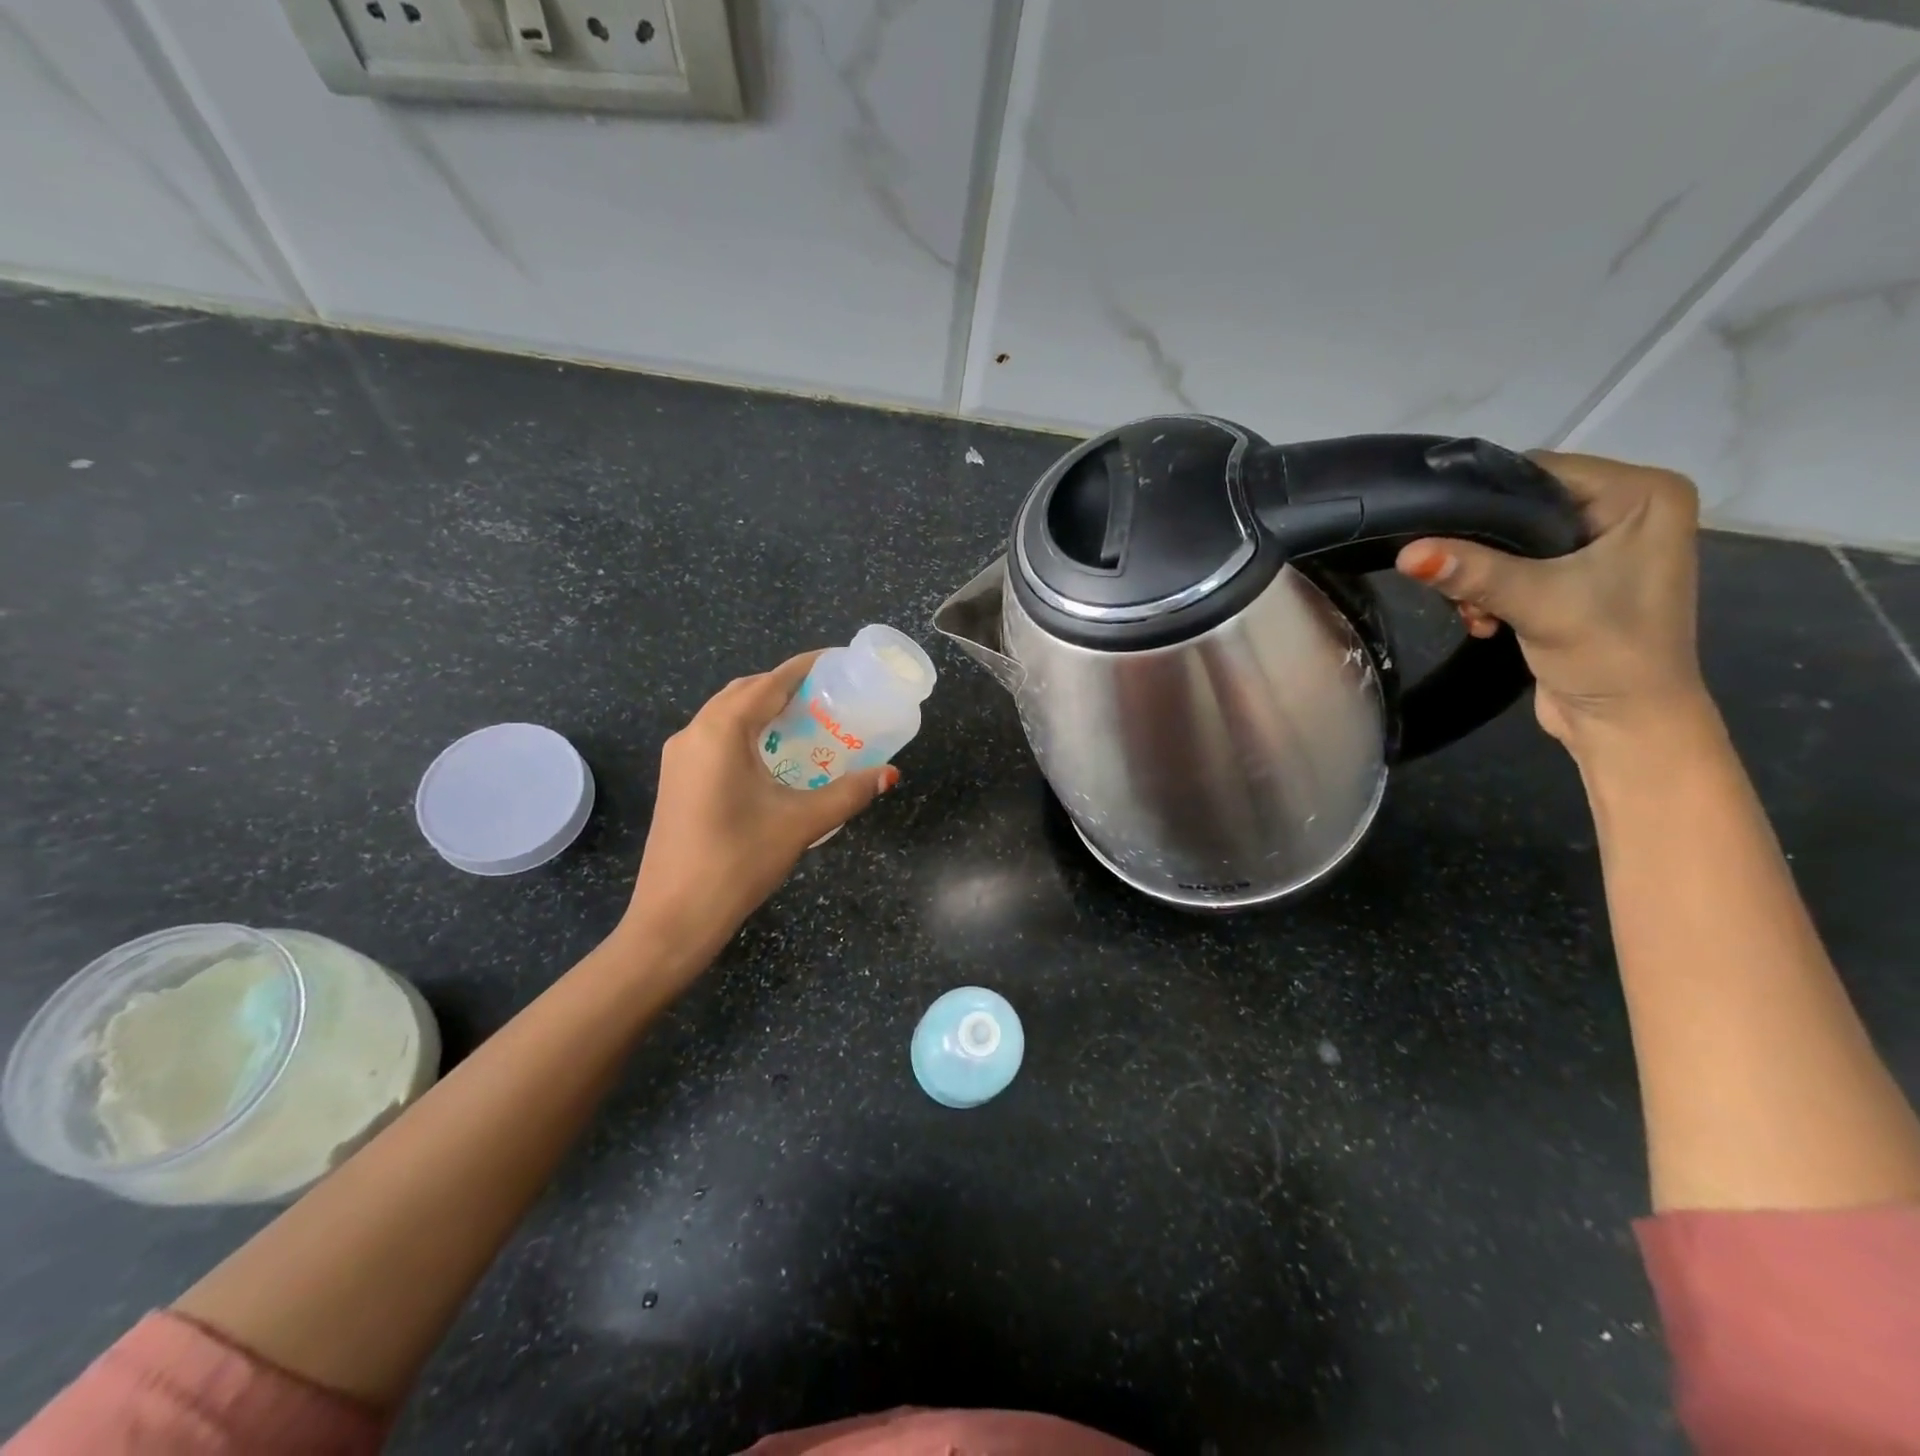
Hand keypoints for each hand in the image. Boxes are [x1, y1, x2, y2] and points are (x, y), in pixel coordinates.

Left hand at [620, 653, 898, 968]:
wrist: (674, 918)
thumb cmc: (738, 862)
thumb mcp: (801, 823)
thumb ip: (848, 792)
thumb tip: (889, 774)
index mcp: (721, 732)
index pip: (769, 683)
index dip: (806, 667)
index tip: (839, 661)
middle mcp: (693, 733)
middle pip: (745, 692)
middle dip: (785, 686)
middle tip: (829, 695)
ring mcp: (679, 758)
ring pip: (727, 714)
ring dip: (764, 708)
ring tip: (807, 720)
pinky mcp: (677, 780)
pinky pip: (716, 737)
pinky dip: (747, 731)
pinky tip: (774, 755)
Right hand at [1395, 450, 1710, 753]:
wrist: (1626, 724)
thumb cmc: (1607, 653)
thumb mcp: (1538, 602)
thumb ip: (1473, 572)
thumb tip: (1406, 552)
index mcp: (1644, 495)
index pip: (1542, 470)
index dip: (1484, 498)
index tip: (1433, 527)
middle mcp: (1628, 509)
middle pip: (1523, 505)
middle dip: (1479, 546)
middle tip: (1452, 580)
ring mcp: (1603, 544)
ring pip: (1512, 538)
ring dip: (1480, 574)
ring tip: (1473, 610)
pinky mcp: (1577, 577)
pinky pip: (1516, 564)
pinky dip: (1491, 589)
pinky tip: (1484, 618)